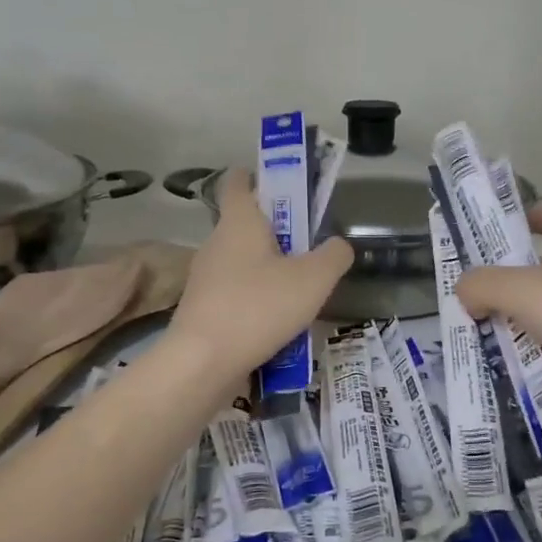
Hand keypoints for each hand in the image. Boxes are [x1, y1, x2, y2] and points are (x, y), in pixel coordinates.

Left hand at [166, 168, 352, 380]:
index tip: (286, 188)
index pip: (238, 181)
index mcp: (239, 221)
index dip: (260, 177)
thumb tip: (339, 245)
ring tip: (301, 293)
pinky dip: (258, 302)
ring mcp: (205, 278)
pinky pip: (236, 295)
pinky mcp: (203, 310)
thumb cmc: (259, 308)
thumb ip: (334, 256)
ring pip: (243, 263)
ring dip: (270, 271)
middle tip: (310, 249)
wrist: (202, 364)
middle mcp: (216, 243)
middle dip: (278, 232)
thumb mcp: (314, 279)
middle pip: (246, 225)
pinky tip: (280, 325)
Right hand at [453, 203, 541, 399]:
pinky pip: (538, 352)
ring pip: (532, 316)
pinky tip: (488, 365)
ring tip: (465, 332)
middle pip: (534, 272)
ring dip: (502, 324)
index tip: (499, 226)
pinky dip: (516, 358)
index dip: (532, 216)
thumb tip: (464, 294)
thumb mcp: (522, 289)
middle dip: (500, 281)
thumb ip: (482, 284)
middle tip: (462, 291)